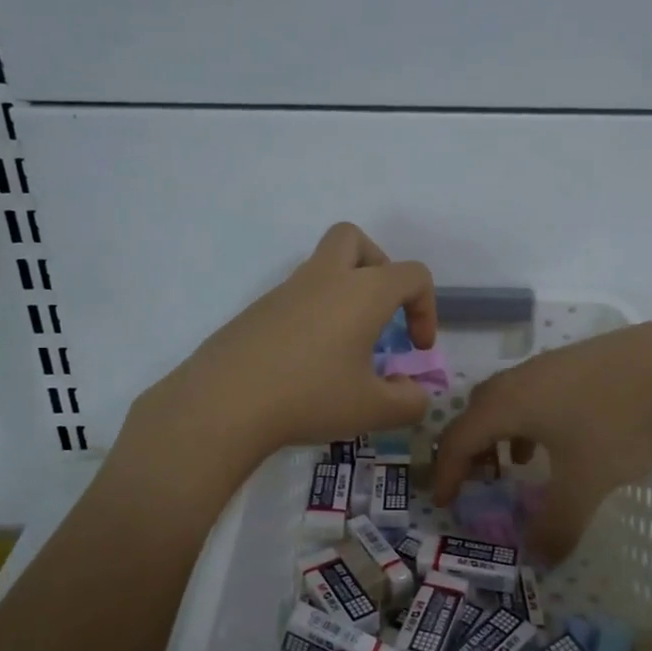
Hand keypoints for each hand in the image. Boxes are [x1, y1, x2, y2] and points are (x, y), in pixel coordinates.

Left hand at [135, 223, 437, 463]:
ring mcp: (286, 291)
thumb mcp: (374, 410)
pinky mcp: (257, 310)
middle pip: (354, 240)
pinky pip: (296, 297)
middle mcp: (325, 278)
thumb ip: (410, 402)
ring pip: (322, 267)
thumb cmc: (311, 397)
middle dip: (378, 268)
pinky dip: (313, 316)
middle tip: (380, 312)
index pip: (412, 275)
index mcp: (363, 292)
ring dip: (343, 293)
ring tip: (346, 346)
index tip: (416, 348)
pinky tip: (307, 361)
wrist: (224, 403)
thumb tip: (413, 392)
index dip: (426, 309)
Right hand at [432, 314, 651, 565]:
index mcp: (506, 405)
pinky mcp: (578, 359)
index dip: (447, 473)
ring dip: (503, 432)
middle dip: (472, 449)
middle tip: (480, 480)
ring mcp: (550, 364)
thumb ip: (558, 524)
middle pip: (477, 412)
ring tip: (520, 462)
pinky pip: (537, 391)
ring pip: (509, 399)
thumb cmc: (617, 423)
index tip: (445, 502)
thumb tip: (539, 559)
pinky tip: (564, 435)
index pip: (459, 439)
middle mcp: (519, 379)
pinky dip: (532, 418)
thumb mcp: (585, 483)